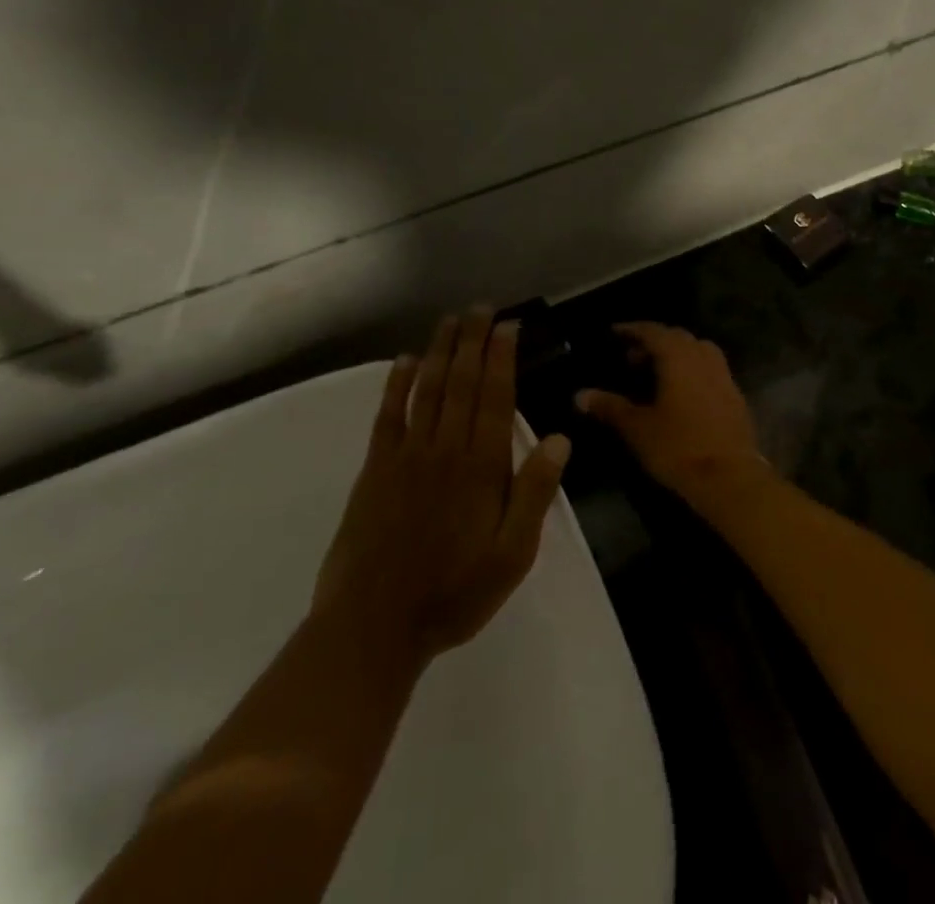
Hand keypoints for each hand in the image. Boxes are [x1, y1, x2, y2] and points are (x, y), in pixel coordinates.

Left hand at [315, 308, 571, 664]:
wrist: (374, 626)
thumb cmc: (454, 592)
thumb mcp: (513, 555)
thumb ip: (534, 493)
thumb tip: (561, 438)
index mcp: (481, 466)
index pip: (495, 397)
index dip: (502, 357)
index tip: (507, 325)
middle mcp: (445, 448)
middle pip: (461, 382)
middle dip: (472, 341)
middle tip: (480, 308)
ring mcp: (406, 455)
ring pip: (426, 389)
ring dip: (439, 351)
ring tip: (449, 321)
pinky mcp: (375, 469)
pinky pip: (388, 416)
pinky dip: (396, 385)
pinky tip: (402, 362)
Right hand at [576, 322, 770, 509]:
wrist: (730, 477)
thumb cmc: (679, 447)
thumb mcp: (637, 428)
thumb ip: (610, 407)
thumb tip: (580, 395)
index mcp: (679, 357)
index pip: (653, 331)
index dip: (632, 329)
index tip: (614, 333)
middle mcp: (703, 358)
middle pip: (677, 337)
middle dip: (653, 342)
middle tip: (630, 358)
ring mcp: (723, 375)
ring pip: (697, 351)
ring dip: (676, 354)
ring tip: (655, 373)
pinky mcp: (735, 395)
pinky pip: (710, 369)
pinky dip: (692, 370)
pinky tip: (680, 393)